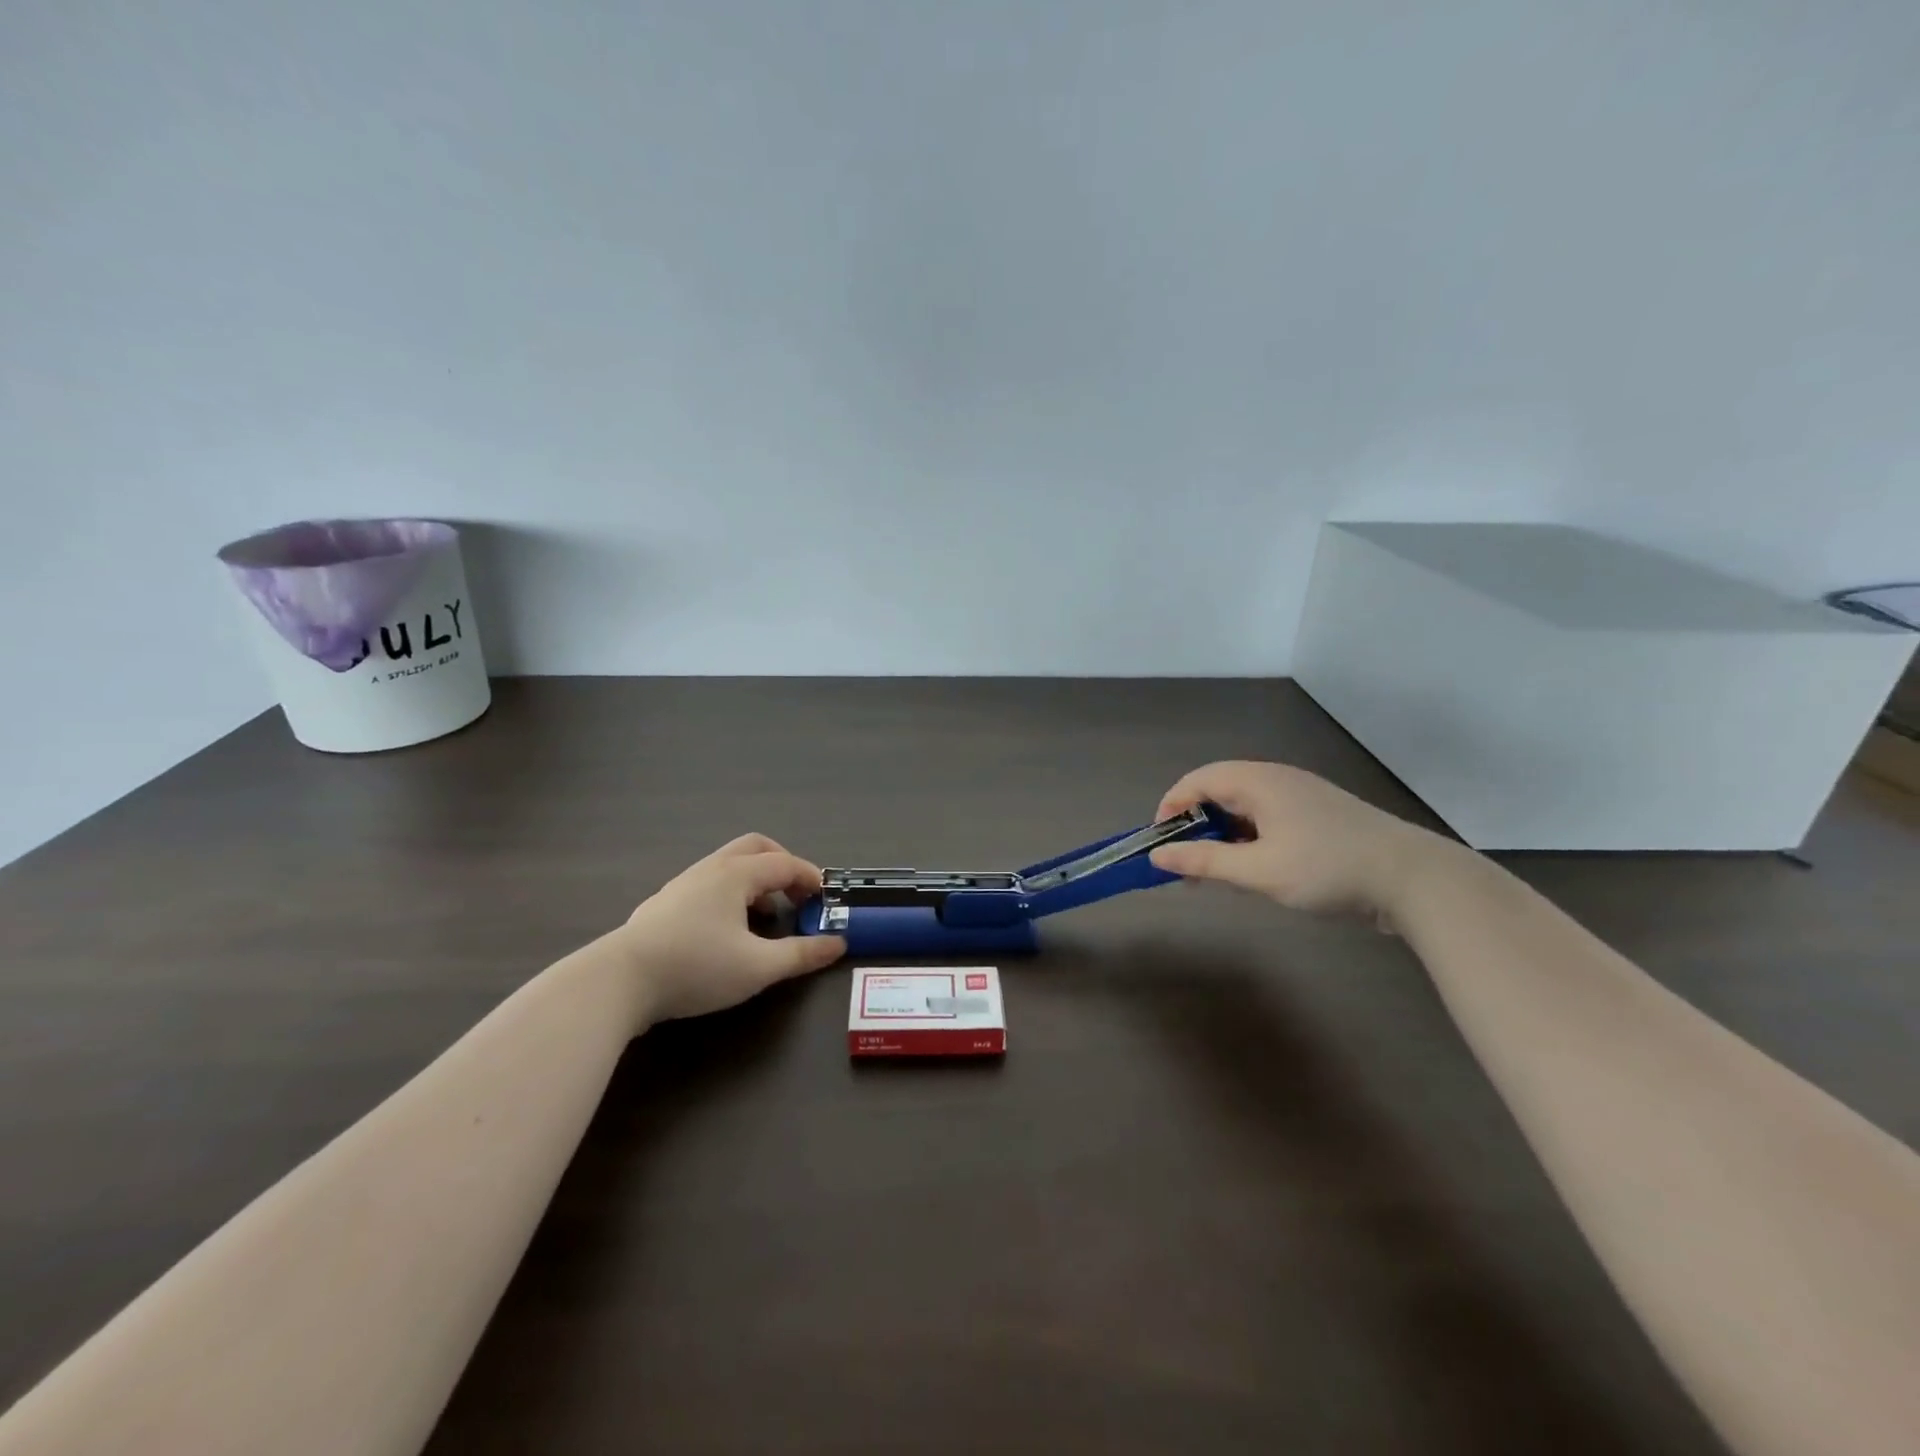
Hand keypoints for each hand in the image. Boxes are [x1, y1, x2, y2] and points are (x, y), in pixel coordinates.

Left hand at [611, 834, 846, 1023]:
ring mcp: (683, 884)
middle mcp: (711, 869)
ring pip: (730, 865)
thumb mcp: (758, 967)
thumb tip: (838, 944)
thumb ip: (801, 954)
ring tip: (765, 918)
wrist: (618, 982)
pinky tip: (726, 931)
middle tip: (797, 897)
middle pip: (756, 848)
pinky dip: (732, 894)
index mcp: (736, 874)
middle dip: (783, 866)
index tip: (826, 900)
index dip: (811, 878)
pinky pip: (709, 883)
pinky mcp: (664, 904)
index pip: (786, 863)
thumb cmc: (696, 967)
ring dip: (757, 881)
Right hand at [1147, 760, 1444, 920]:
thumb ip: (1204, 861)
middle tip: (1188, 866)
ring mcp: (1300, 795)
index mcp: (1258, 781)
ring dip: (1222, 835)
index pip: (1196, 780)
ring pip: (1244, 807)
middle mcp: (1276, 779)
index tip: (1161, 845)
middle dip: (1195, 826)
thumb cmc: (1327, 869)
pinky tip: (1256, 870)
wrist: (1414, 879)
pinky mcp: (1318, 815)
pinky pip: (1267, 818)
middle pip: (1218, 791)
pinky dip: (1248, 839)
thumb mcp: (1258, 871)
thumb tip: (1157, 855)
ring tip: (1220, 873)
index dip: (1171, 808)